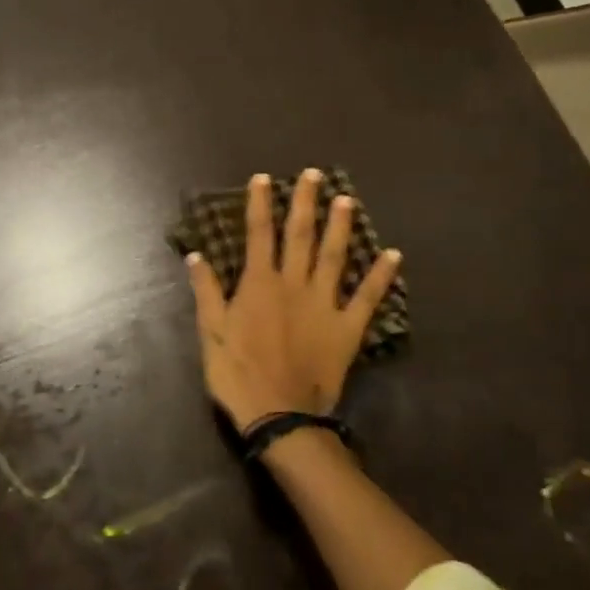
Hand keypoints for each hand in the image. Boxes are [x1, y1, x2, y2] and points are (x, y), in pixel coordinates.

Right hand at [185, 169, 401, 431]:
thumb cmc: (237, 374)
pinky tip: (393, 255)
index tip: (264, 178)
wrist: (279, 415)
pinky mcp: (348, 328)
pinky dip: (380, 276)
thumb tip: (196, 255)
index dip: (261, 204)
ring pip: (334, 257)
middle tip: (314, 175)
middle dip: (305, 203)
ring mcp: (325, 305)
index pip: (259, 234)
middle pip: (301, 236)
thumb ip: (207, 291)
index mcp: (259, 284)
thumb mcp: (211, 333)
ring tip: (347, 200)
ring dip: (341, 227)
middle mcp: (294, 285)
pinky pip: (368, 298)